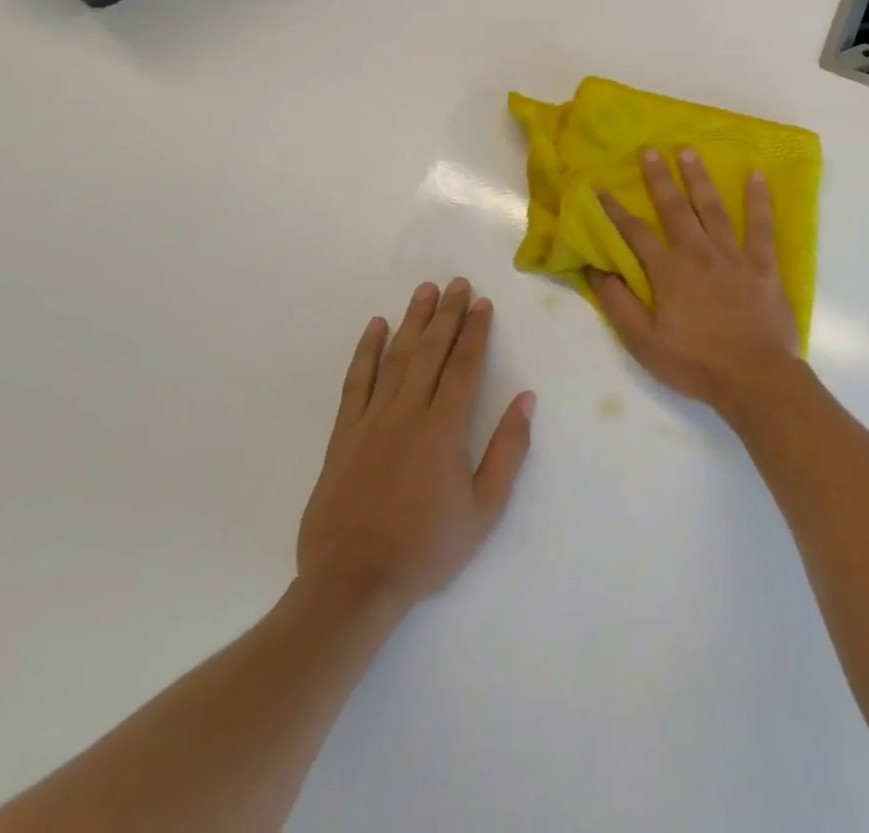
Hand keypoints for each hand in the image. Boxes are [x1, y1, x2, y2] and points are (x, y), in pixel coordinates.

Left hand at [296, 279, 535, 612]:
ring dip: (412, 321)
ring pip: (395, 358)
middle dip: (447, 314)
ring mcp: (371, 421)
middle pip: (430, 351)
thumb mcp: (484, 509)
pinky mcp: (342, 436)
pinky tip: (375, 328)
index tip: (483, 303)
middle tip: (458, 283)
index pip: (464, 365)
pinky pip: (355, 383)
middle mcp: (407, 412)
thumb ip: (508, 451)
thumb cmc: (426, 547)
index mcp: (444, 428)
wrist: (352, 584)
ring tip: (425, 291)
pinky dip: (365, 352)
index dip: (476, 331)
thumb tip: (526, 399)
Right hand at [588, 149, 800, 421]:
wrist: (754, 376)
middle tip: (649, 150)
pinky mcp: (763, 263)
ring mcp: (733, 255)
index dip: (614, 210)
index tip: (600, 187)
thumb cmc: (695, 363)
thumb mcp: (643, 341)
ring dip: (699, 178)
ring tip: (689, 152)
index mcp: (668, 271)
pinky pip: (761, 225)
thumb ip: (618, 303)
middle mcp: (698, 252)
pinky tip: (756, 175)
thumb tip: (595, 268)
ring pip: (713, 207)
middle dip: (659, 178)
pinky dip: (758, 199)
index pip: (634, 233)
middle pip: (674, 208)